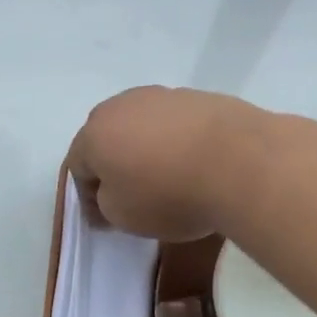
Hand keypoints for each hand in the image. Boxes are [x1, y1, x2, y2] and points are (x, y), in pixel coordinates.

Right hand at [64, 86, 258, 240]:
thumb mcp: (123, 217)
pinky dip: (178, 141)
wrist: (238, 161)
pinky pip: (176, 124)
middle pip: (108, 138)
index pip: (77, 166)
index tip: (105, 220)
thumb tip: (111, 192)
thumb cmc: (169, 194)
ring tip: (169, 179)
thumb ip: (105, 204)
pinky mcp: (198, 97)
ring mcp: (162, 96)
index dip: (87, 197)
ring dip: (147, 150)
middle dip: (114, 165)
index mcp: (95, 133)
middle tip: (131, 195)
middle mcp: (122, 105)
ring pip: (143, 126)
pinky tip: (196, 163)